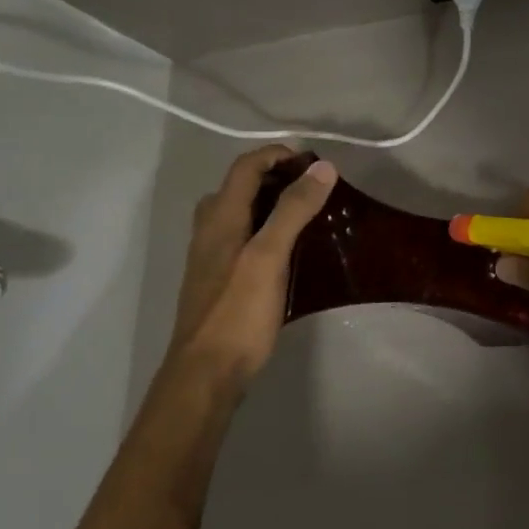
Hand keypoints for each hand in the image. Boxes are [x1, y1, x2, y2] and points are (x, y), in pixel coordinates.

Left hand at [170, 146, 337, 380]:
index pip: (245, 167)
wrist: (206, 374)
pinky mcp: (220, 280)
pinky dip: (266, 228)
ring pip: (239, 213)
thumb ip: (293, 210)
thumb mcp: (269, 256)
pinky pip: (243, 237)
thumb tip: (322, 168)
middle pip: (239, 186)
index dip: (277, 155)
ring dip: (270, 203)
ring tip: (306, 214)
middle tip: (313, 188)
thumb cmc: (238, 312)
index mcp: (220, 218)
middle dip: (275, 177)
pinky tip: (289, 250)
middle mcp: (210, 230)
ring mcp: (211, 257)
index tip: (314, 164)